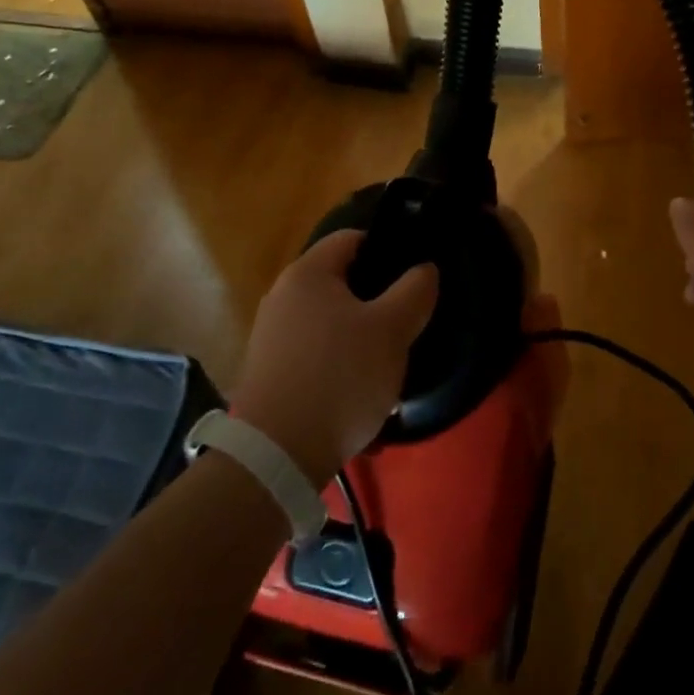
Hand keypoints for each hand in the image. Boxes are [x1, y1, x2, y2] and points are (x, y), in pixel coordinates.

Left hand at [231, 230, 437, 482]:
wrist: (277, 456)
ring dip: (360, 337)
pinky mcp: (269, 371)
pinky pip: (315, 354)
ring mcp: (271, 335)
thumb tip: (424, 268)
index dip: (387, 248)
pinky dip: (339, 365)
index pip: (352, 238)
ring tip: (388, 363)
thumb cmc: (340, 377)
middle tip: (407, 322)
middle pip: (341, 281)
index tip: (414, 276)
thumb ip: (414, 290)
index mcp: (308, 273)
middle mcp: (282, 295)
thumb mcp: (392, 330)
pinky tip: (359, 393)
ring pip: (330, 321)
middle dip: (377, 299)